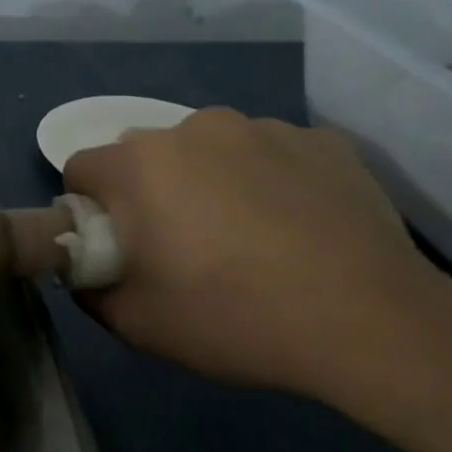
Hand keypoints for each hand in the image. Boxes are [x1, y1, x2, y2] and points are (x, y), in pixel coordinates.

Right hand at [62, 108, 451, 396]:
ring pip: (209, 149)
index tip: (119, 247)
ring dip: (208, 180)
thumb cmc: (232, 317)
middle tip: (181, 246)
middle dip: (148, 192)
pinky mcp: (321, 140)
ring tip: (248, 236)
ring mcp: (264, 128)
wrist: (370, 323)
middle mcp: (194, 128)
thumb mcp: (134, 323)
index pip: (82, 169)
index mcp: (139, 164)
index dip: (89, 209)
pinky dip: (268, 180)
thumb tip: (89, 269)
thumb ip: (90, 288)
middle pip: (145, 154)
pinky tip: (296, 226)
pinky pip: (270, 154)